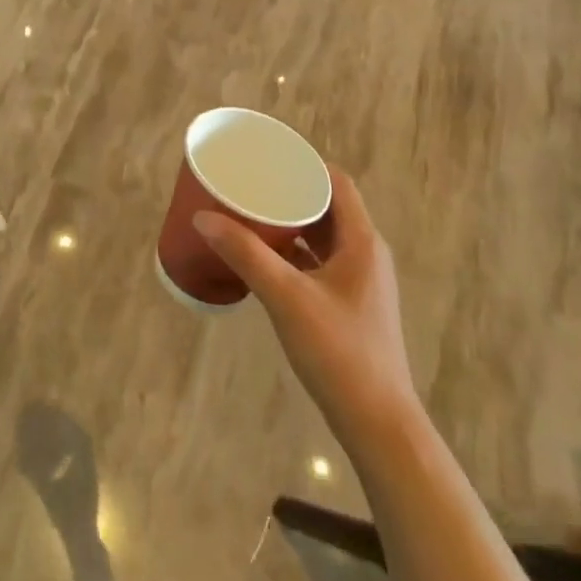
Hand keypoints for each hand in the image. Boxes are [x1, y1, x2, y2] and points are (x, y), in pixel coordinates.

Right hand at [194, 165, 415, 443]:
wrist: (377, 422)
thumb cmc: (338, 351)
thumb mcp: (286, 297)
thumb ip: (245, 254)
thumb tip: (203, 217)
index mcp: (362, 241)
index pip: (337, 183)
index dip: (305, 165)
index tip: (268, 159)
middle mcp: (365, 254)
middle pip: (328, 208)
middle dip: (290, 194)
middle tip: (250, 185)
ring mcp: (359, 282)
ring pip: (322, 238)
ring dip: (291, 225)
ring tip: (250, 215)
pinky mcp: (349, 305)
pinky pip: (319, 263)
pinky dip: (294, 254)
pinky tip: (263, 259)